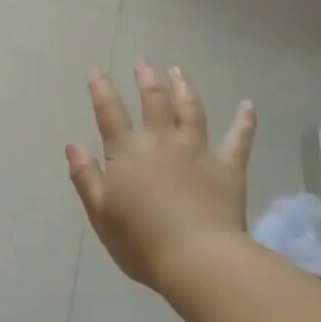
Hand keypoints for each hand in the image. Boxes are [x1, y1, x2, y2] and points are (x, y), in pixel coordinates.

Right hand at [66, 63, 257, 292]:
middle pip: (154, 100)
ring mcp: (197, 150)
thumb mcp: (100, 212)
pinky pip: (239, 139)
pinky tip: (248, 105)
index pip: (110, 113)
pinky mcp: (228, 167)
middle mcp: (161, 141)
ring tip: (179, 71)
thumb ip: (85, 176)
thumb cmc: (141, 241)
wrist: (197, 259)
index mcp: (127, 152)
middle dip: (147, 78)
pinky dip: (244, 121)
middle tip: (144, 62)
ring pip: (191, 110)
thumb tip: (72, 146)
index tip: (97, 73)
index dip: (101, 91)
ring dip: (184, 88)